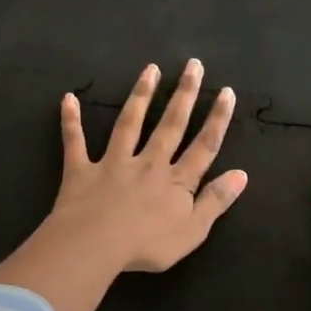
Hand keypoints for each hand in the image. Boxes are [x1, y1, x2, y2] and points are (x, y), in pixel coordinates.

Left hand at [47, 59, 248, 272]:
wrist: (95, 246)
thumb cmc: (147, 245)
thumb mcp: (193, 230)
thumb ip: (216, 200)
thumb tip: (242, 173)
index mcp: (176, 181)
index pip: (204, 146)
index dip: (218, 119)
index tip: (226, 91)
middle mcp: (148, 163)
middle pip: (171, 125)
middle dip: (184, 94)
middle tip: (193, 65)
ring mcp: (114, 163)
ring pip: (130, 123)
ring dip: (141, 95)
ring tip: (150, 69)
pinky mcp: (82, 170)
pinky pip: (75, 142)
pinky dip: (71, 121)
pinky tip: (69, 98)